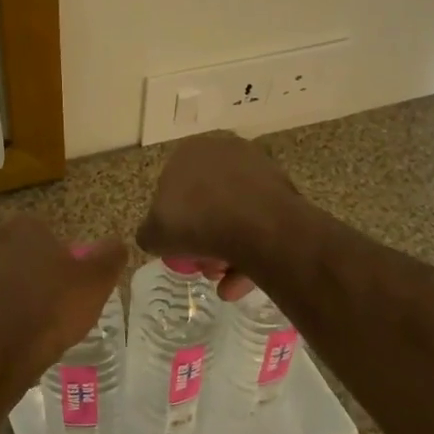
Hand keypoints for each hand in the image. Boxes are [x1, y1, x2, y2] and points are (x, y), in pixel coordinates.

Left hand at [0, 217, 128, 397]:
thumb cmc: (47, 312)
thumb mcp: (93, 284)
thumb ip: (109, 256)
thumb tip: (116, 242)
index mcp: (24, 227)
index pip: (46, 235)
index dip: (58, 262)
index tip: (66, 288)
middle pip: (17, 253)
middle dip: (29, 274)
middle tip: (47, 307)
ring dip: (5, 293)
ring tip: (23, 325)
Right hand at [137, 133, 300, 299]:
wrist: (259, 227)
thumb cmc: (197, 222)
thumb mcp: (155, 234)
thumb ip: (149, 233)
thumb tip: (155, 236)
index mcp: (189, 151)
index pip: (172, 187)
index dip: (172, 220)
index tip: (177, 245)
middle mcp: (224, 151)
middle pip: (206, 202)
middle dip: (203, 237)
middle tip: (203, 265)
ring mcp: (258, 169)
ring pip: (235, 215)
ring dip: (227, 251)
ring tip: (225, 282)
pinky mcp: (284, 191)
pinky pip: (260, 223)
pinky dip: (251, 250)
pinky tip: (243, 282)